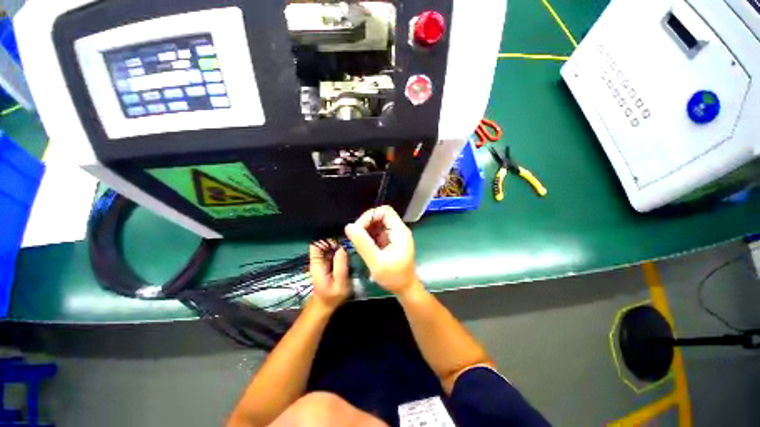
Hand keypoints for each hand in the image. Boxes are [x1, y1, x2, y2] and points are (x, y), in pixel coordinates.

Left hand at [309, 240, 350, 310]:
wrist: (326, 304)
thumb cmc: (332, 297)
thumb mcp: (340, 284)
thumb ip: (341, 266)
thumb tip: (343, 248)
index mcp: (317, 263)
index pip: (316, 243)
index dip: (327, 238)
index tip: (341, 239)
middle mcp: (318, 259)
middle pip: (324, 241)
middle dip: (336, 240)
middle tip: (350, 243)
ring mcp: (323, 259)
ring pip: (330, 245)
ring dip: (340, 243)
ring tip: (351, 245)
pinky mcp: (329, 261)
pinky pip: (334, 250)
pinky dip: (341, 248)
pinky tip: (349, 250)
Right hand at [344, 206, 421, 296]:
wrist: (405, 289)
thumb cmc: (393, 276)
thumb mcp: (376, 261)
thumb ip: (363, 243)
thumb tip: (349, 226)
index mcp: (399, 231)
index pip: (385, 211)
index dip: (370, 215)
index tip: (359, 228)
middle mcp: (398, 230)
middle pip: (381, 216)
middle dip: (366, 222)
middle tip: (355, 235)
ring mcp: (394, 235)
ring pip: (378, 223)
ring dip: (366, 229)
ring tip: (358, 241)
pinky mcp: (390, 241)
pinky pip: (378, 232)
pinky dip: (369, 235)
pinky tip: (363, 245)